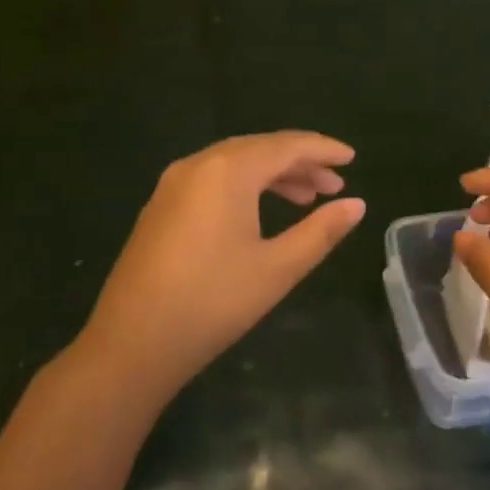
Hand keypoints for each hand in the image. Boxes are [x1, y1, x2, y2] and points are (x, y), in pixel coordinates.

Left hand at [80, 132, 364, 393]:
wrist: (132, 343)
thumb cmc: (213, 302)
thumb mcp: (277, 268)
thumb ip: (320, 231)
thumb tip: (357, 205)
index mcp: (228, 171)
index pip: (286, 146)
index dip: (323, 150)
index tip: (352, 159)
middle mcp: (198, 165)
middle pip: (259, 149)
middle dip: (300, 162)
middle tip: (334, 185)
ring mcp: (173, 184)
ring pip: (234, 164)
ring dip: (273, 175)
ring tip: (306, 199)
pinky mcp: (161, 206)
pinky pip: (213, 180)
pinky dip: (245, 186)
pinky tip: (260, 211)